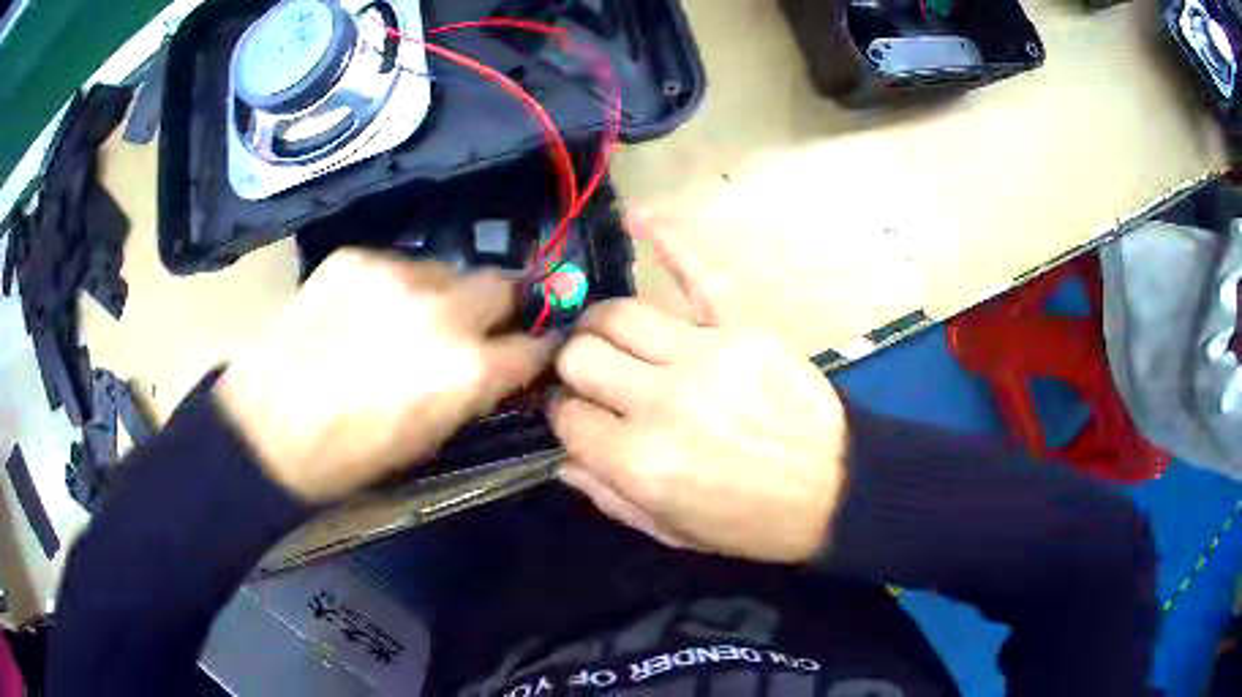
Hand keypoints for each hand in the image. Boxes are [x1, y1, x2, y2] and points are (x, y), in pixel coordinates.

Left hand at [216, 249, 550, 503]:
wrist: (265, 425)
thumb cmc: (349, 456)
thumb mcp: (427, 441)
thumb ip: (471, 395)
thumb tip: (494, 370)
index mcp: (467, 369)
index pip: (535, 344)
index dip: (538, 348)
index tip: (533, 349)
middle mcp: (444, 309)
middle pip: (502, 283)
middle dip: (500, 304)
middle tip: (477, 324)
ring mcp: (397, 274)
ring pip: (446, 270)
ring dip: (442, 294)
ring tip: (409, 318)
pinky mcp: (357, 257)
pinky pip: (396, 265)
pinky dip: (394, 287)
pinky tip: (364, 312)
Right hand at [550, 216, 848, 562]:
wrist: (834, 491)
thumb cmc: (750, 522)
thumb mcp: (671, 531)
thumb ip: (608, 497)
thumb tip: (562, 456)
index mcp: (638, 461)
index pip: (567, 415)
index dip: (563, 415)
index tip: (575, 416)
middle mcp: (659, 401)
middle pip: (582, 355)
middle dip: (574, 365)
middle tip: (590, 376)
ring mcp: (704, 355)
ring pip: (619, 313)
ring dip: (601, 322)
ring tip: (608, 334)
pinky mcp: (743, 328)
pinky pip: (698, 272)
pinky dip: (667, 240)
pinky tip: (637, 216)